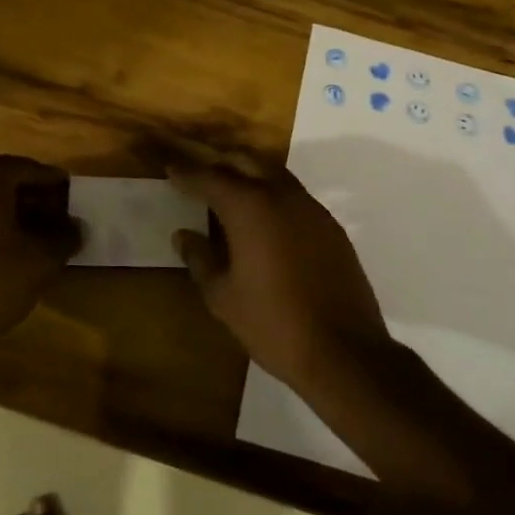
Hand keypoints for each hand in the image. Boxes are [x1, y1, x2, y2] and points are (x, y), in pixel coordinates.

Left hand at [0, 155, 81, 352]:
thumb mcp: (41, 260)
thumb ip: (65, 236)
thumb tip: (75, 227)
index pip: (31, 169)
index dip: (56, 187)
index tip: (75, 203)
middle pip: (5, 181)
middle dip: (34, 199)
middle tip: (59, 222)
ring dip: (11, 213)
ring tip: (34, 239)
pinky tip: (4, 251)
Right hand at [168, 161, 388, 387]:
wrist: (344, 351)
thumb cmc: (273, 323)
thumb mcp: (223, 297)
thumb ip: (200, 259)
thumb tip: (183, 235)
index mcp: (250, 208)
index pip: (211, 178)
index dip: (188, 173)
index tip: (170, 169)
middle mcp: (282, 196)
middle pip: (246, 163)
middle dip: (220, 163)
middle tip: (199, 173)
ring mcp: (311, 209)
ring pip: (274, 175)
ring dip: (249, 174)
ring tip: (230, 191)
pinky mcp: (331, 227)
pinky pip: (295, 196)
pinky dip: (273, 195)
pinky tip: (265, 219)